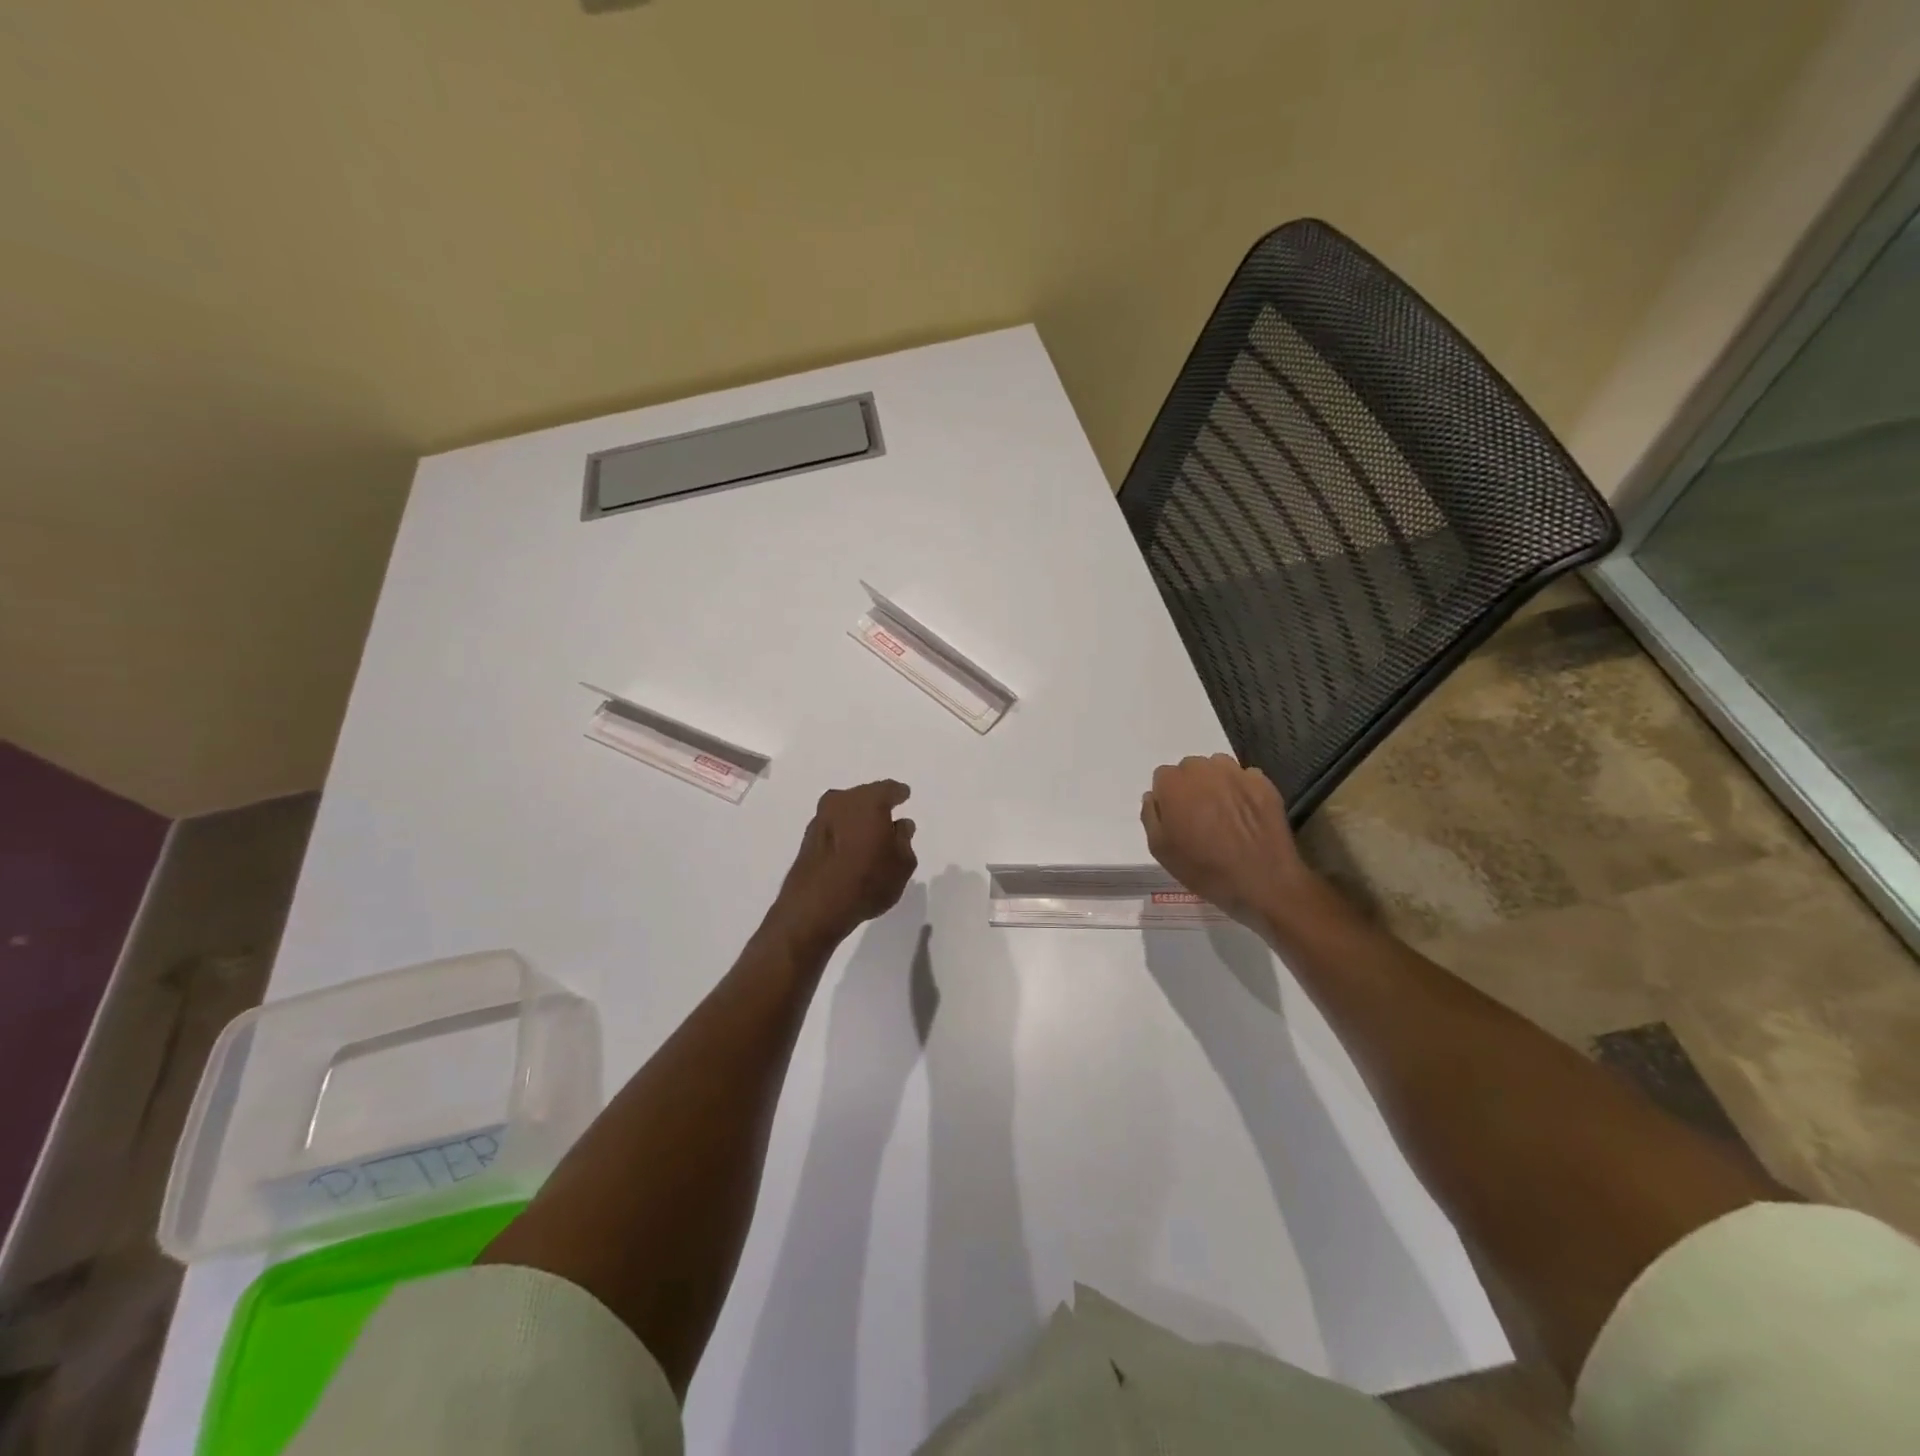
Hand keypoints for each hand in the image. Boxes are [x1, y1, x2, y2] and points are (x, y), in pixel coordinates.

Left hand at [767, 780, 917, 950]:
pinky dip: (843, 834)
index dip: (899, 794)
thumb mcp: (902, 864)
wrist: (816, 907)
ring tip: (869, 836)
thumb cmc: (868, 880)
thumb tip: (900, 825)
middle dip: (876, 805)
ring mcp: (820, 819)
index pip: (889, 789)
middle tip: (888, 818)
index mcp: (868, 800)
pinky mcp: (807, 839)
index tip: (904, 796)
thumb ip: (904, 840)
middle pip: (864, 797)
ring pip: (845, 811)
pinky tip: (850, 849)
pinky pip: (833, 828)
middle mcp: (841, 801)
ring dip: (856, 820)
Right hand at [1141, 754, 1308, 926]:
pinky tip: (1246, 814)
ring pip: (1218, 768)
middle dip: (1191, 787)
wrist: (1262, 882)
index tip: (1176, 819)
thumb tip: (1153, 797)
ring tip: (1223, 813)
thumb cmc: (1204, 869)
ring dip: (1216, 784)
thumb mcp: (1160, 850)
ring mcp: (1236, 774)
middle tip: (1199, 817)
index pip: (1162, 777)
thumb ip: (1150, 816)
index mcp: (1173, 783)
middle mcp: (1203, 769)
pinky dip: (1243, 791)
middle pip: (1190, 769)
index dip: (1168, 799)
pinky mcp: (1264, 784)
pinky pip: (1245, 778)